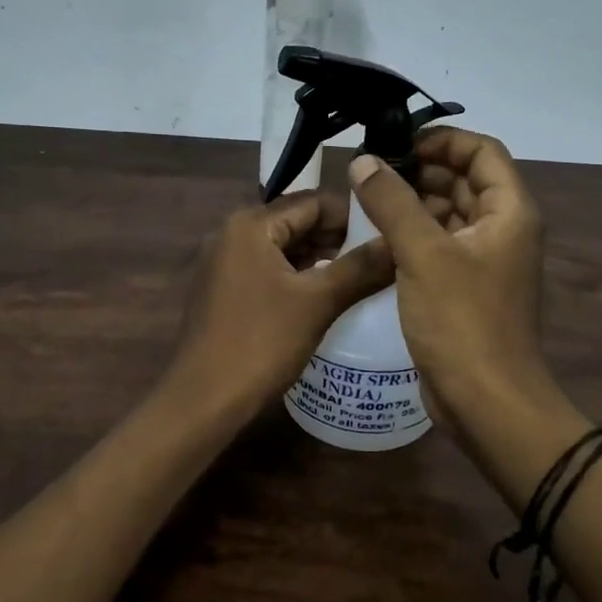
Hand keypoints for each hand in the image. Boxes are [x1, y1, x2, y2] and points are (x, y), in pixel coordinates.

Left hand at [164, 191, 393, 420]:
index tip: (388, 235)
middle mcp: (233, 234)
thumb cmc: (260, 342)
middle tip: (381, 259)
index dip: (354, 216)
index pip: (313, 202)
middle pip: (297, 222)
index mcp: (251, 224)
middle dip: (338, 238)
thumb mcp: (318, 302)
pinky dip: (299, 277)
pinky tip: (327, 296)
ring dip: (320, 259)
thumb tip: (398, 242)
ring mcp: (225, 263)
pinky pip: (269, 270)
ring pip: (284, 248)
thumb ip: (360, 268)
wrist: (203, 400)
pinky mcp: (224, 290)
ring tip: (362, 278)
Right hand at [347, 129, 549, 418]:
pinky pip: (439, 245)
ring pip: (448, 213)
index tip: (396, 145)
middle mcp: (503, 229)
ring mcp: (485, 260)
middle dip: (419, 171)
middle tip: (370, 173)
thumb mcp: (423, 254)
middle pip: (463, 180)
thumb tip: (363, 161)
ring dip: (412, 203)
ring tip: (366, 201)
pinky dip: (412, 234)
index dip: (441, 140)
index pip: (481, 151)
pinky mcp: (465, 287)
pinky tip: (376, 237)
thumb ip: (392, 202)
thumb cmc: (462, 321)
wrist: (486, 402)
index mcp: (509, 212)